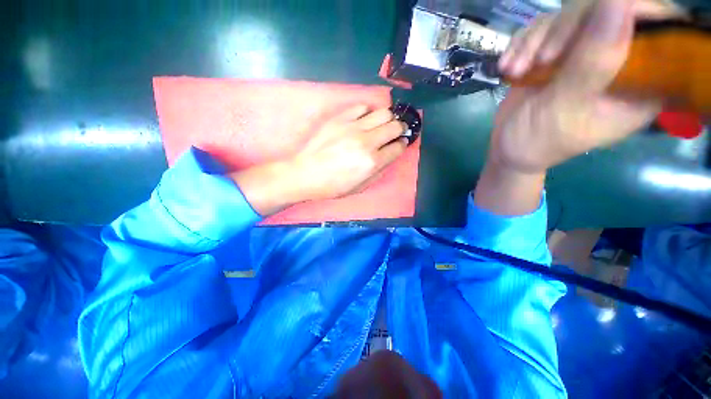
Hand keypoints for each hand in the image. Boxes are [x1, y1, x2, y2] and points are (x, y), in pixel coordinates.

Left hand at [289, 105, 408, 200]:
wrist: (305, 174)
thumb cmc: (333, 185)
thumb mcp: (360, 187)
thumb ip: (379, 171)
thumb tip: (389, 156)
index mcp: (372, 162)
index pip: (398, 147)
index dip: (403, 144)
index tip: (401, 143)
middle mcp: (367, 141)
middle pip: (394, 126)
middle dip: (400, 128)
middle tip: (397, 131)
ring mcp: (353, 127)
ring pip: (383, 112)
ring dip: (388, 118)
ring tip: (383, 124)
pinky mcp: (340, 118)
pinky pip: (362, 107)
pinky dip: (368, 112)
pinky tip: (364, 120)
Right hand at [492, 0, 661, 174]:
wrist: (507, 149)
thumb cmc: (539, 141)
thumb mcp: (567, 108)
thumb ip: (594, 62)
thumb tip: (620, 0)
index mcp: (641, 84)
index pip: (658, 32)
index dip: (631, 14)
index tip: (593, 25)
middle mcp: (619, 62)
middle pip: (608, 13)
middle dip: (568, 29)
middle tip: (542, 59)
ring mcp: (585, 54)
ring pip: (570, 16)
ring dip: (536, 41)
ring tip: (516, 71)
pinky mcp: (557, 53)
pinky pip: (543, 29)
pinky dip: (522, 45)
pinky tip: (509, 68)